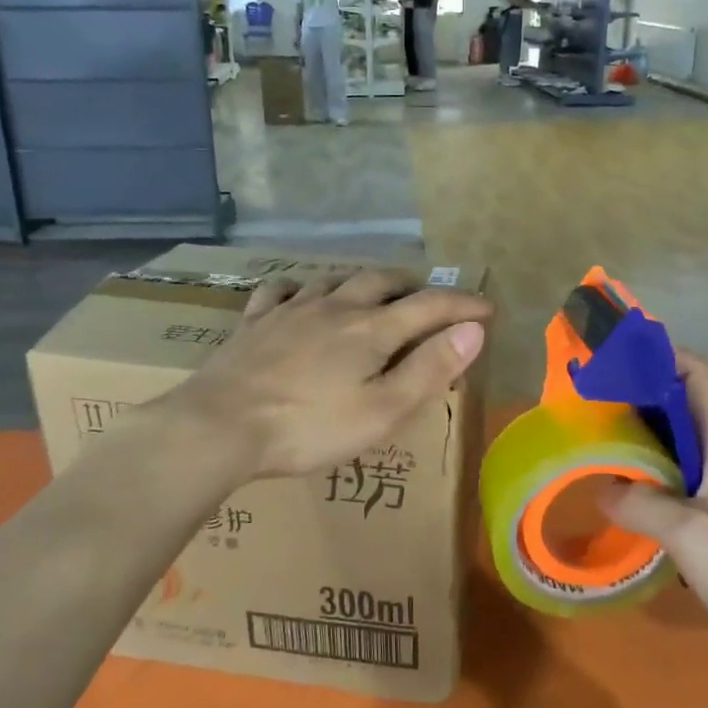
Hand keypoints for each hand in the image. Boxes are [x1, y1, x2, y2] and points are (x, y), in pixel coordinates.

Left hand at [168, 268, 490, 480]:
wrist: (220, 426)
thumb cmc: (310, 427)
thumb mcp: (383, 410)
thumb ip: (430, 368)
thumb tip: (473, 330)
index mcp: (371, 330)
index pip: (430, 305)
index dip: (463, 304)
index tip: (487, 308)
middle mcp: (335, 307)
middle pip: (383, 281)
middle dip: (414, 285)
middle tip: (430, 297)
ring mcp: (290, 310)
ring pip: (335, 280)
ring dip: (363, 281)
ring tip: (375, 292)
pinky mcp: (255, 322)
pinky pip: (280, 290)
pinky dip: (300, 287)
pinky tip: (300, 294)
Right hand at [603, 352, 707, 679]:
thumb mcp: (689, 533)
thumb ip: (642, 505)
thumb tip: (602, 488)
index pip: (699, 379)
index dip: (666, 355)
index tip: (621, 352)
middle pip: (680, 411)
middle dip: (640, 397)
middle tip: (592, 397)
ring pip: (675, 452)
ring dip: (640, 440)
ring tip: (595, 437)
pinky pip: (674, 489)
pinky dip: (645, 481)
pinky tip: (619, 493)